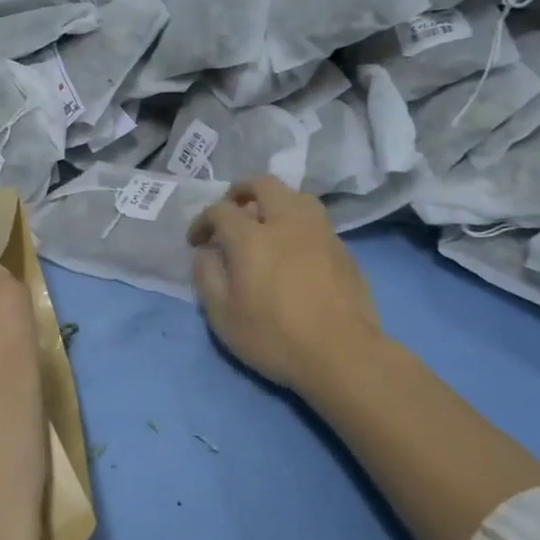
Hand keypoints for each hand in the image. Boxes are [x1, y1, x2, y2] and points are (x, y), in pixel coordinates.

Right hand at [188, 176, 384, 398]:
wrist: (342, 355)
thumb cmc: (275, 337)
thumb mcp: (223, 316)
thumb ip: (207, 277)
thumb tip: (206, 253)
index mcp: (252, 237)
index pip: (220, 211)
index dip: (202, 221)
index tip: (196, 242)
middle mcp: (286, 222)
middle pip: (263, 185)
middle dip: (240, 191)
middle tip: (231, 212)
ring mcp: (319, 232)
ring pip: (295, 196)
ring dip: (274, 201)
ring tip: (265, 224)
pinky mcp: (342, 248)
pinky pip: (314, 219)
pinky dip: (296, 222)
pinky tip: (292, 247)